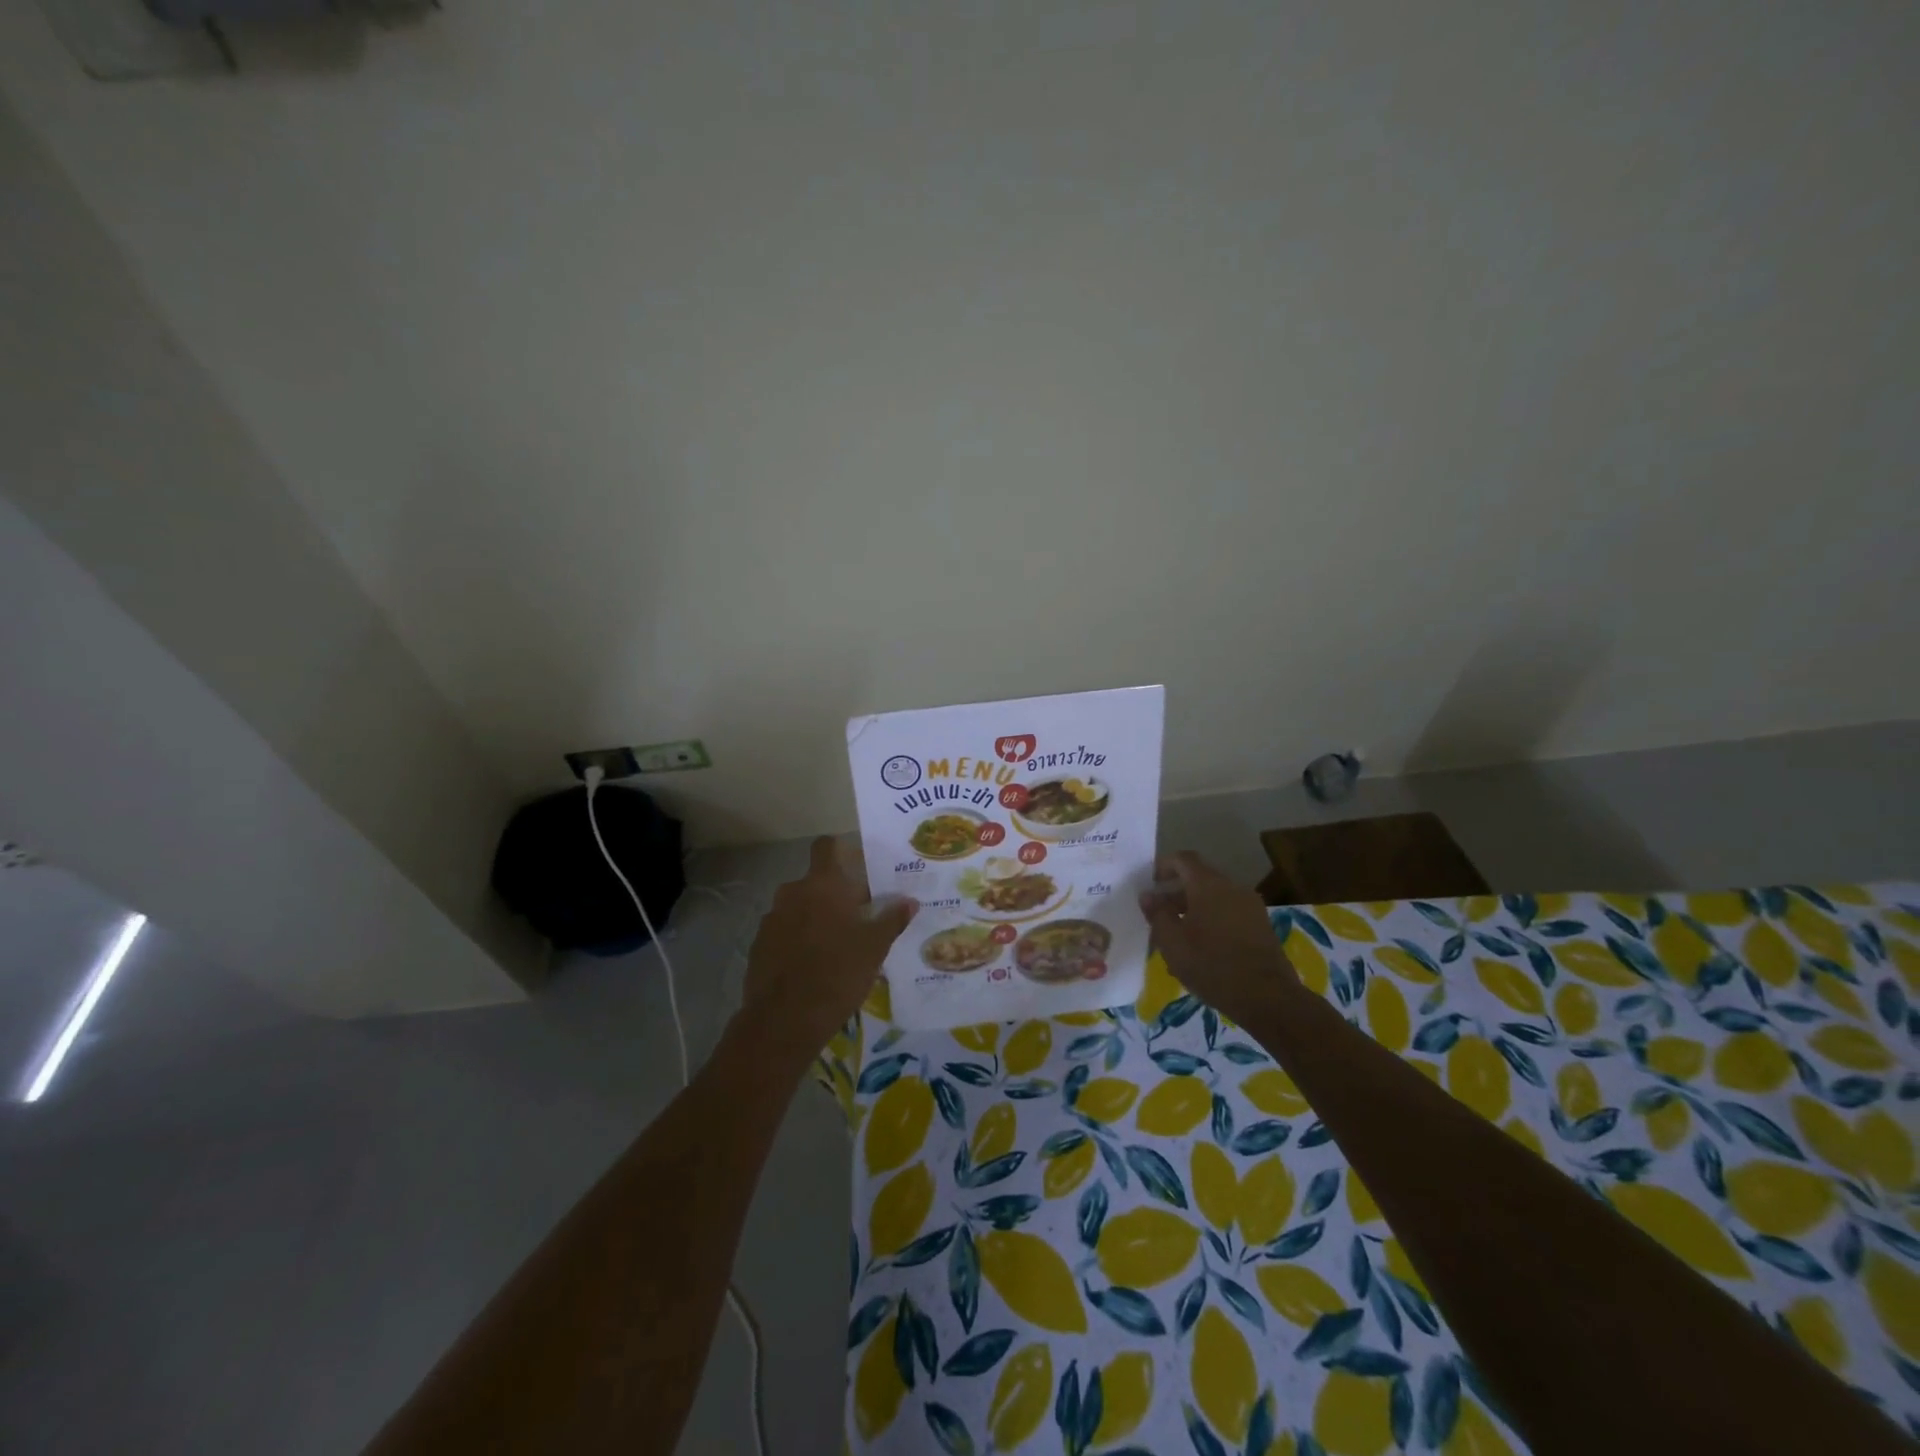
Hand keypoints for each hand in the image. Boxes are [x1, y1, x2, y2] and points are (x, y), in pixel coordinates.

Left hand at [739, 836, 916, 1060]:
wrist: (783, 1021)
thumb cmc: (837, 974)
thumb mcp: (874, 948)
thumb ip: (892, 920)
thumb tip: (910, 901)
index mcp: (822, 885)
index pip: (826, 846)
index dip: (841, 851)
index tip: (859, 867)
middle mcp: (792, 893)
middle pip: (816, 882)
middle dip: (835, 894)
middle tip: (859, 916)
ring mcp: (771, 920)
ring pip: (799, 908)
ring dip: (816, 918)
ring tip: (837, 945)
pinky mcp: (758, 946)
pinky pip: (784, 932)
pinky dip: (798, 940)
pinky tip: (813, 966)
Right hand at [1139, 851, 1299, 1024]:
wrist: (1268, 997)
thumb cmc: (1212, 965)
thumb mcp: (1173, 943)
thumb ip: (1157, 914)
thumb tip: (1147, 895)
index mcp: (1208, 885)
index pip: (1183, 859)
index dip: (1164, 866)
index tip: (1151, 884)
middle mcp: (1232, 887)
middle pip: (1200, 878)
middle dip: (1177, 892)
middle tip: (1160, 915)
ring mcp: (1250, 906)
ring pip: (1215, 897)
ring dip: (1194, 908)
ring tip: (1179, 935)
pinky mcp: (1261, 925)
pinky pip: (1230, 912)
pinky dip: (1212, 919)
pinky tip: (1203, 947)